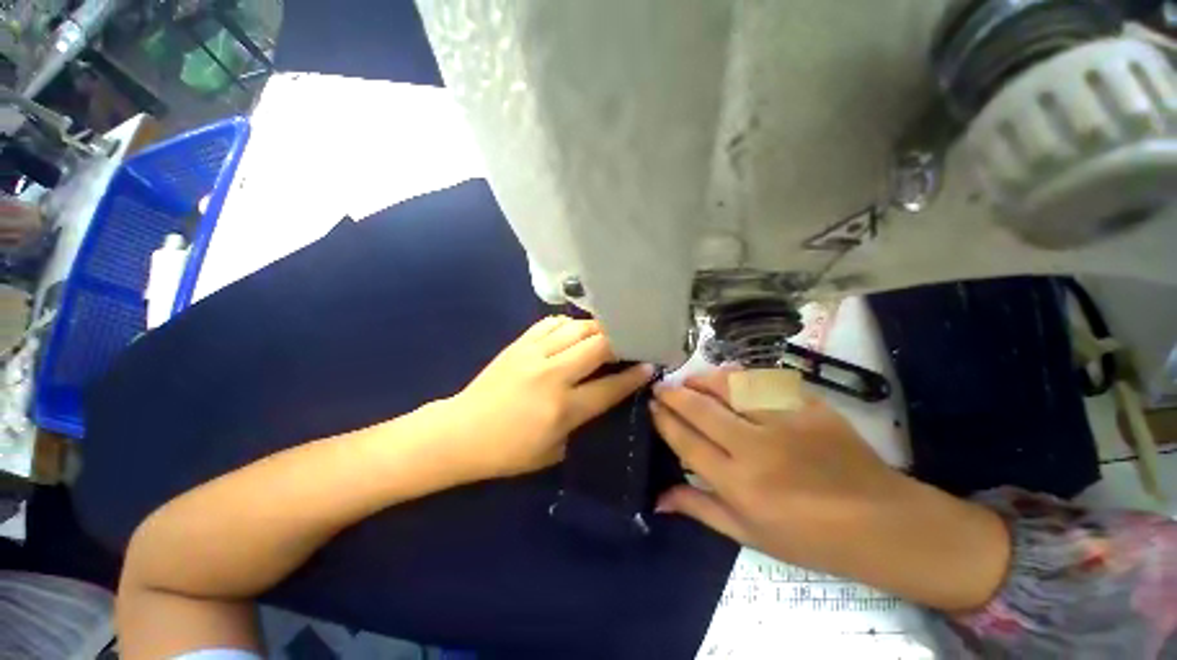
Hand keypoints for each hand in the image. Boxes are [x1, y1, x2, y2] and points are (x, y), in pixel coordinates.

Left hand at [441, 316, 652, 480]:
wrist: (460, 433)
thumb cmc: (509, 452)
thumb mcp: (554, 451)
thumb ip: (584, 422)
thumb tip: (607, 396)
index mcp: (562, 408)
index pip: (609, 387)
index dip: (634, 376)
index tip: (650, 365)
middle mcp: (551, 375)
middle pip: (598, 346)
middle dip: (621, 341)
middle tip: (632, 342)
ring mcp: (533, 354)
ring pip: (577, 328)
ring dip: (598, 329)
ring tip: (608, 333)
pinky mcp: (518, 344)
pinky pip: (551, 323)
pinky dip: (569, 324)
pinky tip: (575, 331)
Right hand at [650, 368, 901, 560]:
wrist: (882, 523)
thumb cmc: (810, 538)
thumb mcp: (749, 536)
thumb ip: (700, 509)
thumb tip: (656, 499)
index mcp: (740, 485)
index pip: (686, 441)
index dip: (663, 419)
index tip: (650, 405)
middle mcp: (757, 448)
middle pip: (701, 408)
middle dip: (673, 393)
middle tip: (661, 385)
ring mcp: (786, 422)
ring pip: (730, 385)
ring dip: (703, 378)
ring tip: (691, 379)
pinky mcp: (810, 405)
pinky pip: (765, 380)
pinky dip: (740, 376)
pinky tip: (731, 379)